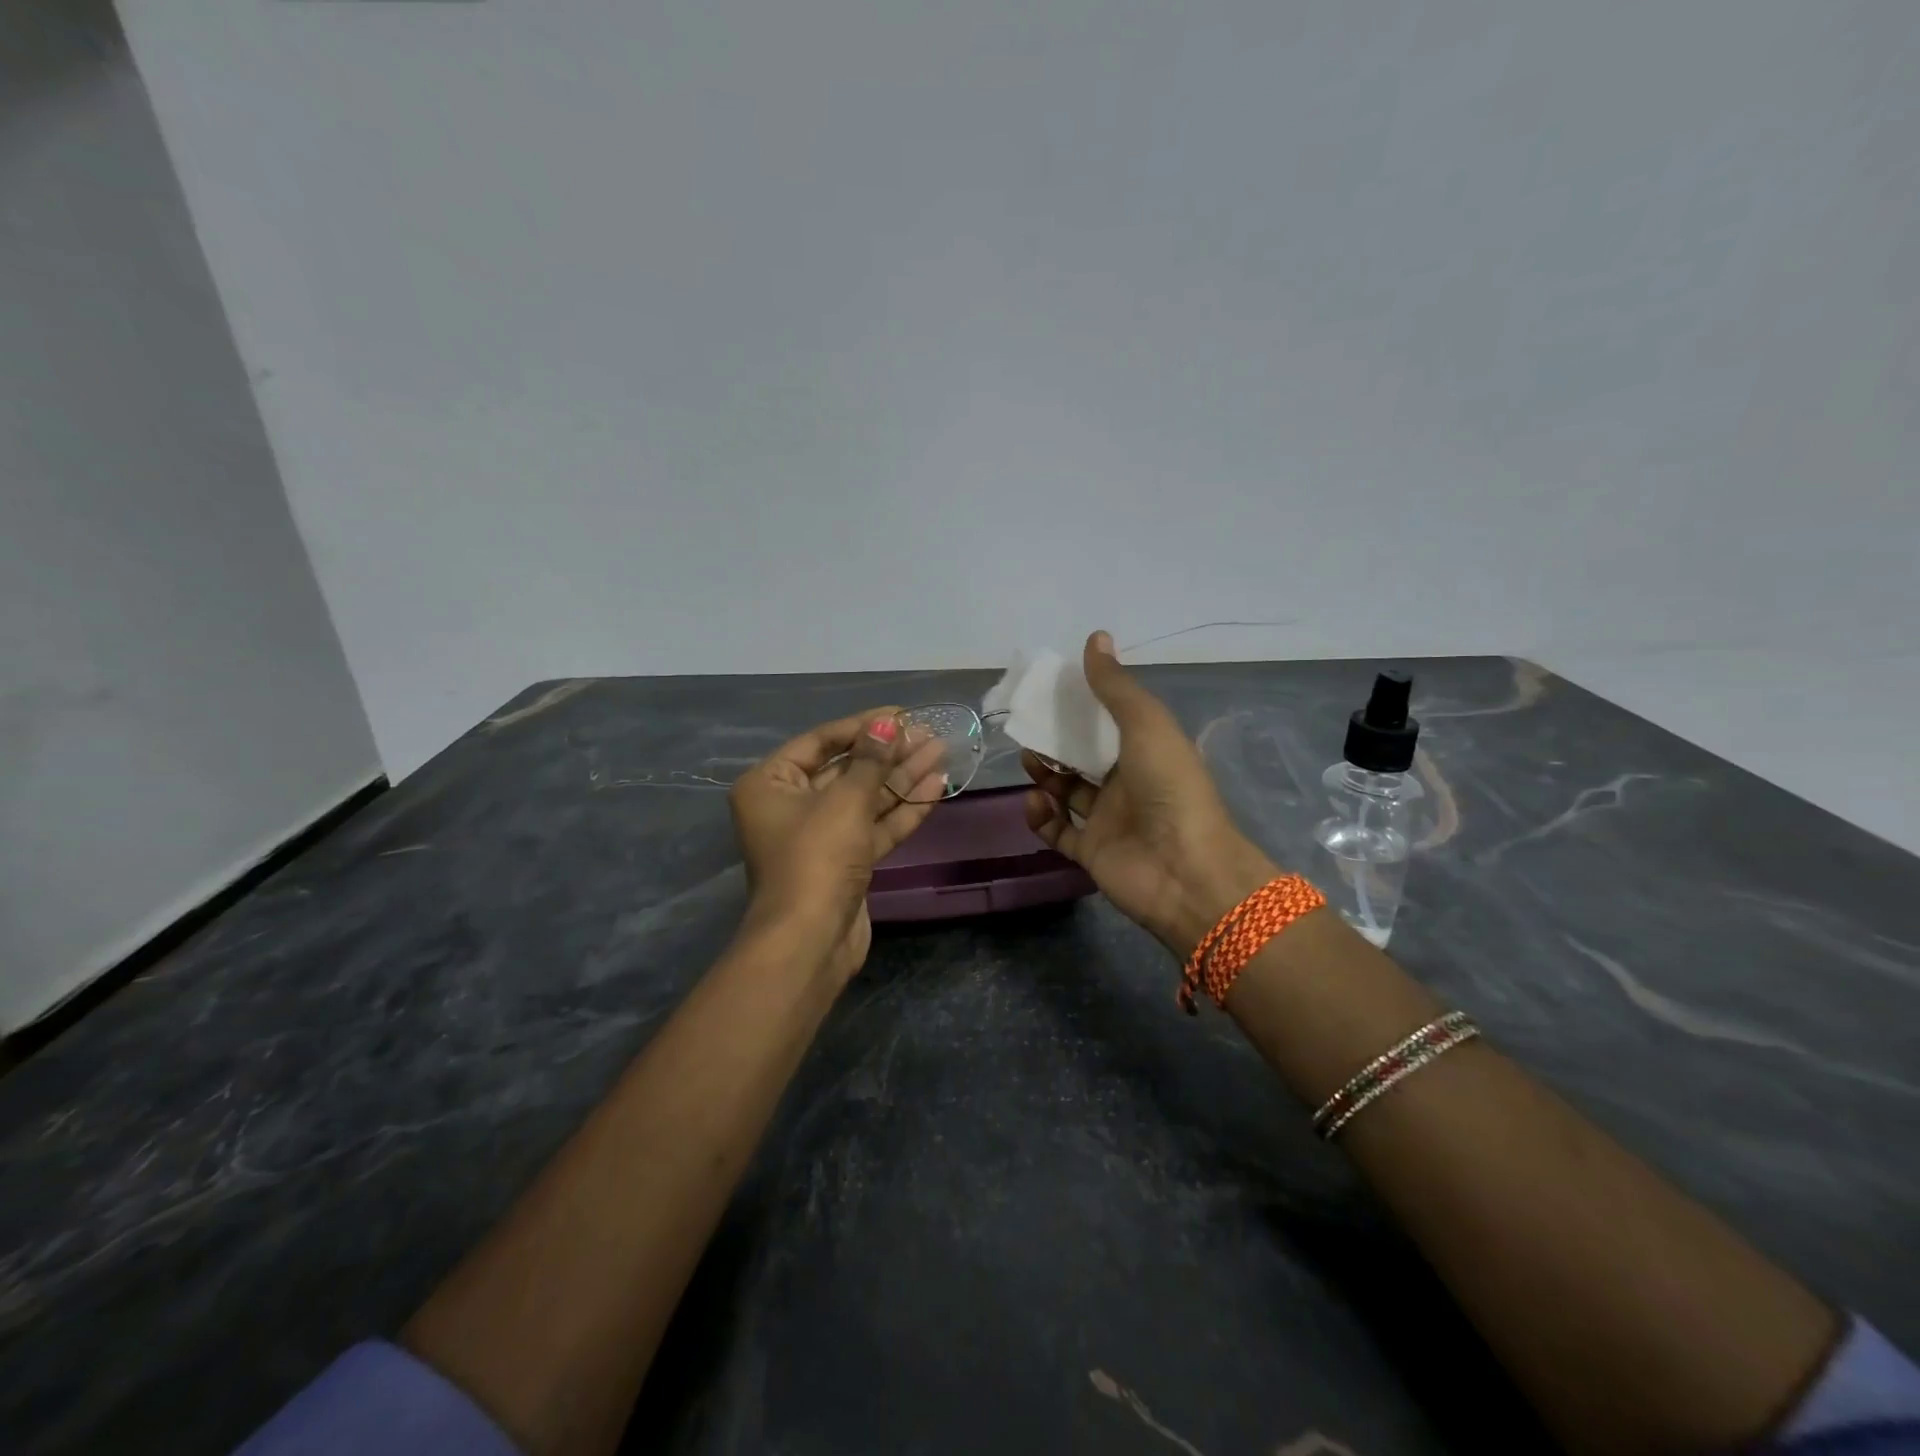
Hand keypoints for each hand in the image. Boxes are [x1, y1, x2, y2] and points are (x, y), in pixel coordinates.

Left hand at [730, 709, 947, 982]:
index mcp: (771, 784)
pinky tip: (936, 786)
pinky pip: (874, 826)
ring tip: (941, 752)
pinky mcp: (845, 861)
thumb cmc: (816, 858)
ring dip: (902, 777)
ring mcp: (820, 836)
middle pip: (846, 769)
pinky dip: (903, 808)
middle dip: (888, 752)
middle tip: (929, 733)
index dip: (863, 726)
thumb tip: (888, 723)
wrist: (810, 942)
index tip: (902, 715)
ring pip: (865, 798)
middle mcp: (791, 806)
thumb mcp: (845, 801)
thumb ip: (871, 760)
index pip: (821, 741)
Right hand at [1023, 632, 1276, 957]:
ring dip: (1045, 777)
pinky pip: (1058, 831)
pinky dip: (1042, 816)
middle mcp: (1127, 784)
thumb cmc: (1168, 787)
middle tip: (1030, 733)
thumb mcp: (1145, 724)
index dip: (1080, 710)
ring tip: (1031, 765)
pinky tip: (1035, 801)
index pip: (1108, 725)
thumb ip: (1115, 686)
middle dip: (1055, 744)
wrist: (1183, 870)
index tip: (1051, 695)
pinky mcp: (1091, 851)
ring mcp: (1108, 820)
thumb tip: (1095, 636)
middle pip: (1082, 759)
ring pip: (1066, 793)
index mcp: (1146, 752)